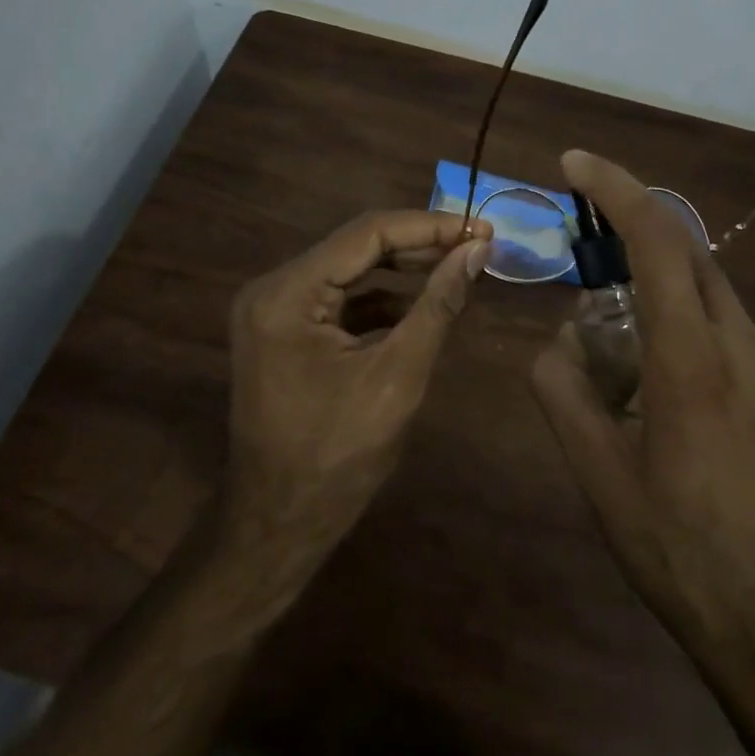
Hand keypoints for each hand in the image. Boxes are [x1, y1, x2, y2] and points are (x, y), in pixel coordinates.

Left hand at [223, 210, 491, 569]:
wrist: (276, 528)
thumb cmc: (336, 461)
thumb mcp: (397, 379)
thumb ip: (437, 306)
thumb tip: (477, 250)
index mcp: (287, 294)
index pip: (367, 234)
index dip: (429, 226)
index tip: (481, 228)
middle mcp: (273, 288)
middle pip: (357, 246)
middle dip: (420, 244)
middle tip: (477, 244)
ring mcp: (275, 308)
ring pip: (352, 268)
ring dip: (405, 268)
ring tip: (458, 266)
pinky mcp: (285, 328)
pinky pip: (341, 296)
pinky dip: (383, 297)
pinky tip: (422, 303)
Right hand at [530, 150, 754, 677]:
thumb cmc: (682, 552)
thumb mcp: (599, 478)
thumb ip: (564, 392)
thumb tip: (558, 341)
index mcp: (693, 360)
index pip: (657, 240)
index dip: (615, 188)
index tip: (574, 162)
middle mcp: (745, 346)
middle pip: (688, 252)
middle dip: (633, 232)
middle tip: (586, 254)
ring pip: (710, 293)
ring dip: (659, 290)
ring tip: (621, 352)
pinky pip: (731, 332)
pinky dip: (689, 327)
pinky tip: (670, 393)